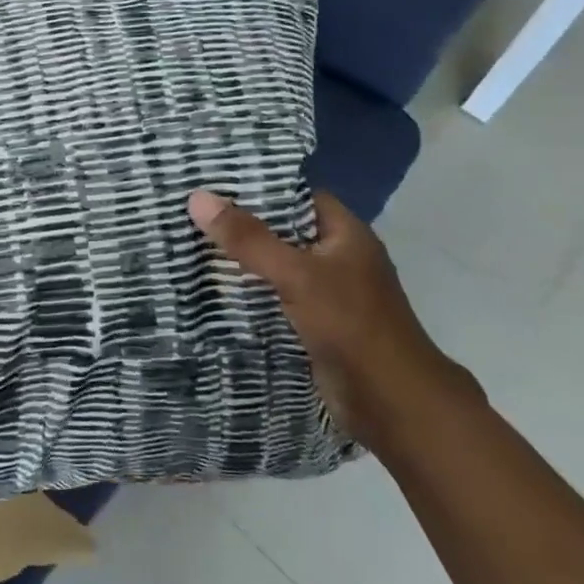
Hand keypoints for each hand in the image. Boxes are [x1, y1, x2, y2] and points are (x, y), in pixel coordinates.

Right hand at [188, 189, 480, 452]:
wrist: (392, 403)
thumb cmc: (351, 325)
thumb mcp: (296, 273)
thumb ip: (248, 238)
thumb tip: (198, 197)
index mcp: (346, 234)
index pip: (298, 195)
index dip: (259, 185)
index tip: (214, 180)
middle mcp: (338, 257)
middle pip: (283, 229)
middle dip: (242, 223)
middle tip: (192, 210)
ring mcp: (328, 293)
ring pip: (277, 265)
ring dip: (242, 259)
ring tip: (191, 241)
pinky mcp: (315, 324)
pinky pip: (276, 296)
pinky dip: (250, 292)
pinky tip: (213, 286)